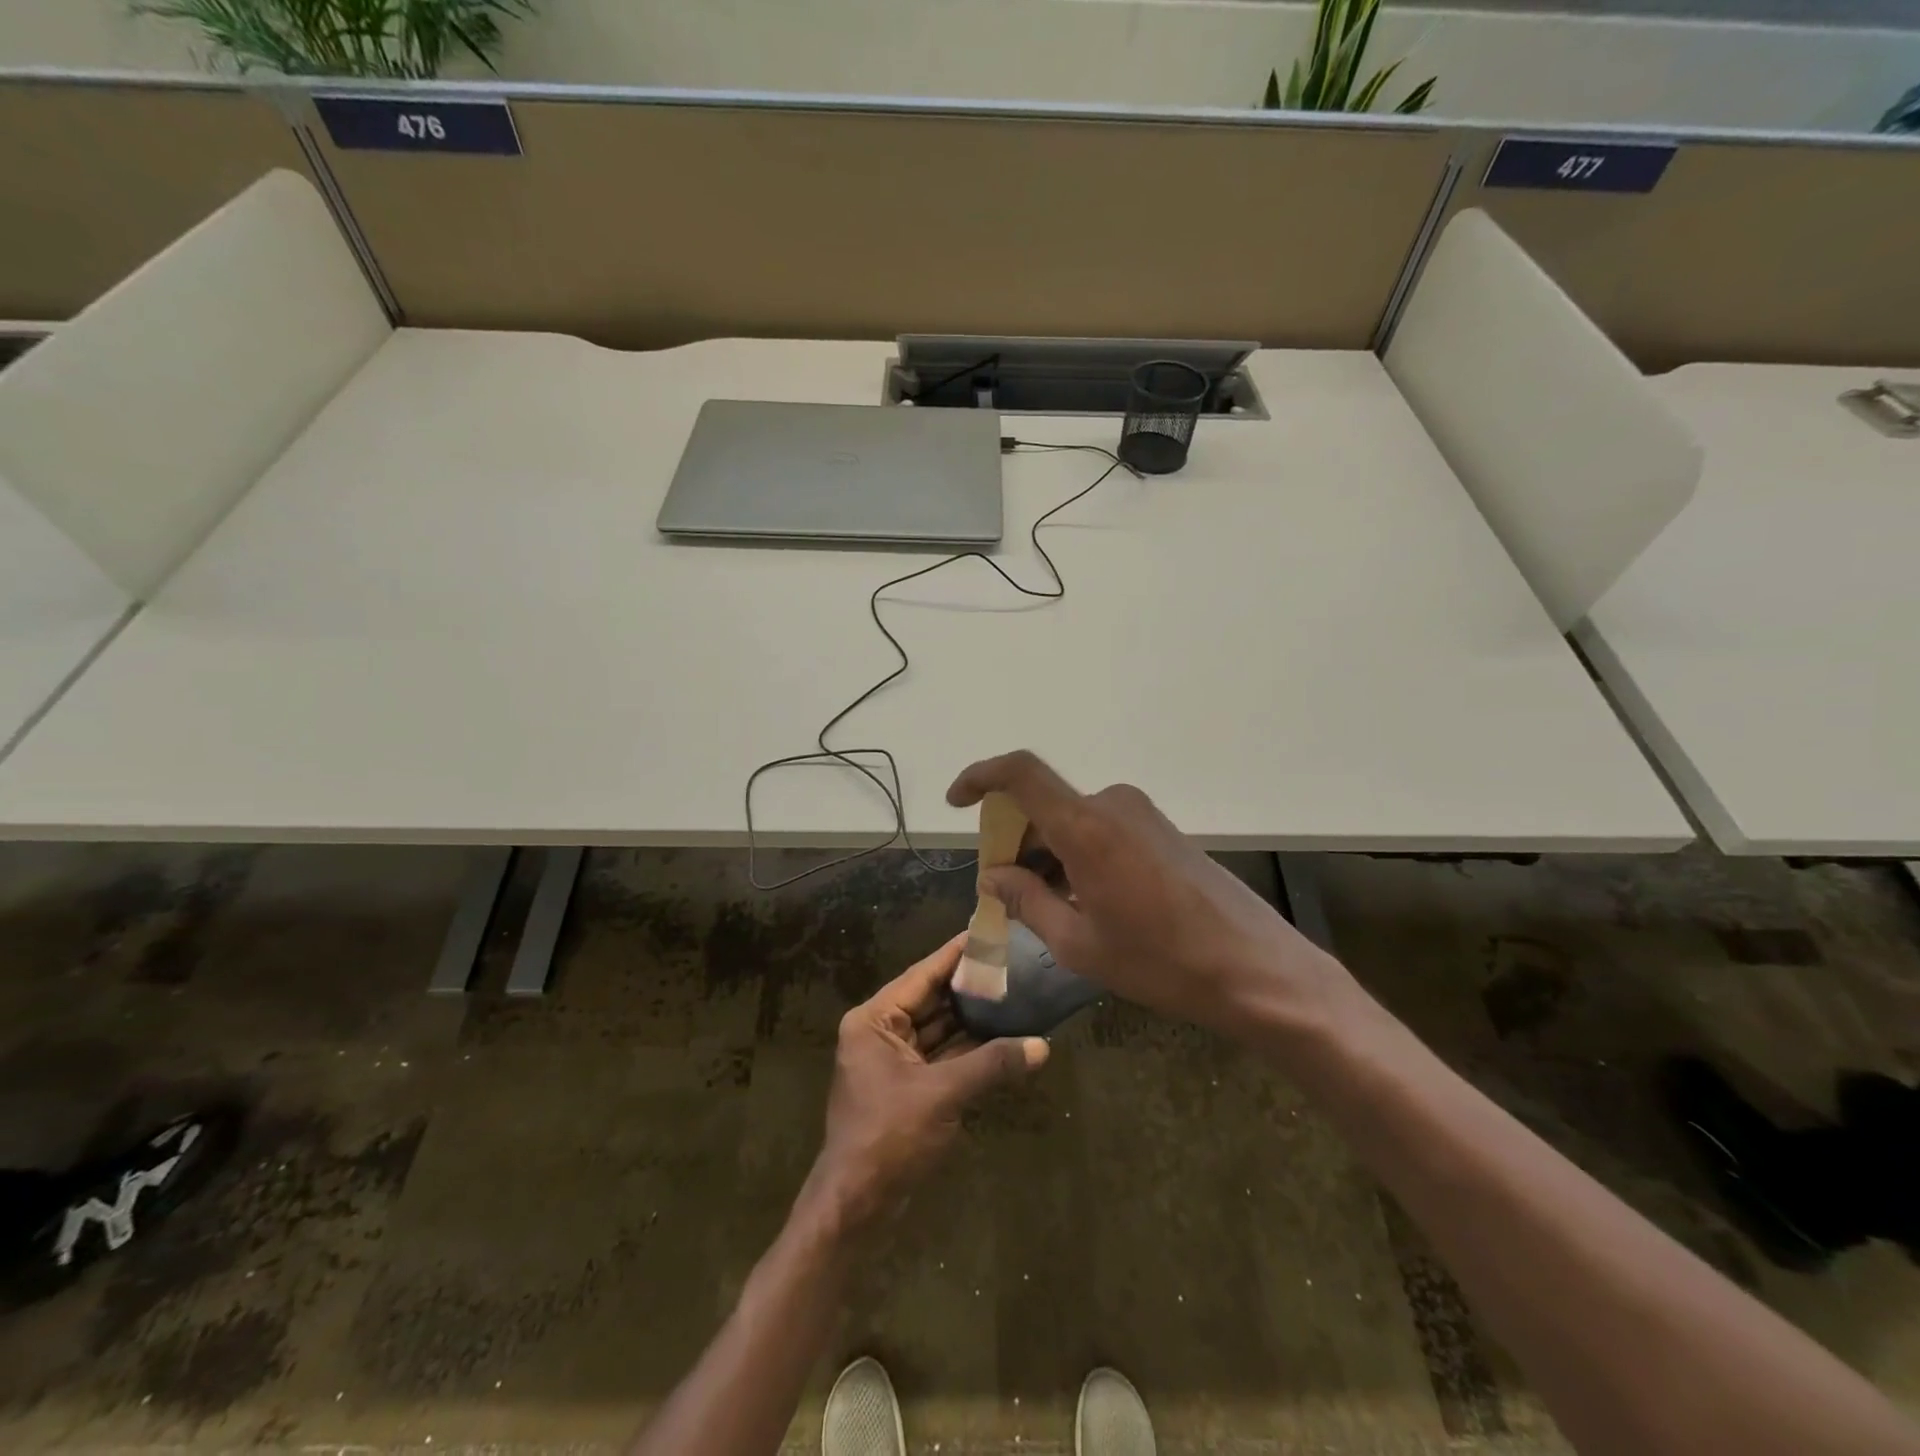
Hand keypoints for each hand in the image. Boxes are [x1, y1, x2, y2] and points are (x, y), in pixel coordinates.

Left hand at [803, 932, 1048, 1232]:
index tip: (988, 933)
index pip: (921, 976)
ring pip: (939, 1029)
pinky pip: (941, 1056)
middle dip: (970, 987)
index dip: (955, 955)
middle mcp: (880, 1033)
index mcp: (874, 1021)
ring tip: (1014, 995)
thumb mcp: (942, 1095)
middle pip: (931, 1000)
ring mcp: (893, 1062)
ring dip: (973, 1019)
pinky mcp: (907, 1087)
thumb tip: (1042, 1046)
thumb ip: (991, 1065)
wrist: (856, 1207)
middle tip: (1011, 964)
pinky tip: (1002, 1038)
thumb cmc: (889, 1137)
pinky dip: (968, 1050)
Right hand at [947, 750, 1356, 1039]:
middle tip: (1002, 887)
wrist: (1256, 969)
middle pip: (1043, 804)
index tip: (957, 802)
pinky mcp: (1161, 830)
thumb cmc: (1161, 962)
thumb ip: (1027, 901)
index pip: (1020, 773)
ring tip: (1042, 904)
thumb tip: (993, 875)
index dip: (981, 777)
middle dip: (1013, 838)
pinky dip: (1076, 853)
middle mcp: (1112, 805)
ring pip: (1071, 819)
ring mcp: (1141, 815)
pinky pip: (1101, 829)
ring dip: (1046, 851)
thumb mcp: (1080, 943)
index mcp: (1086, 826)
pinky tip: (1082, 899)